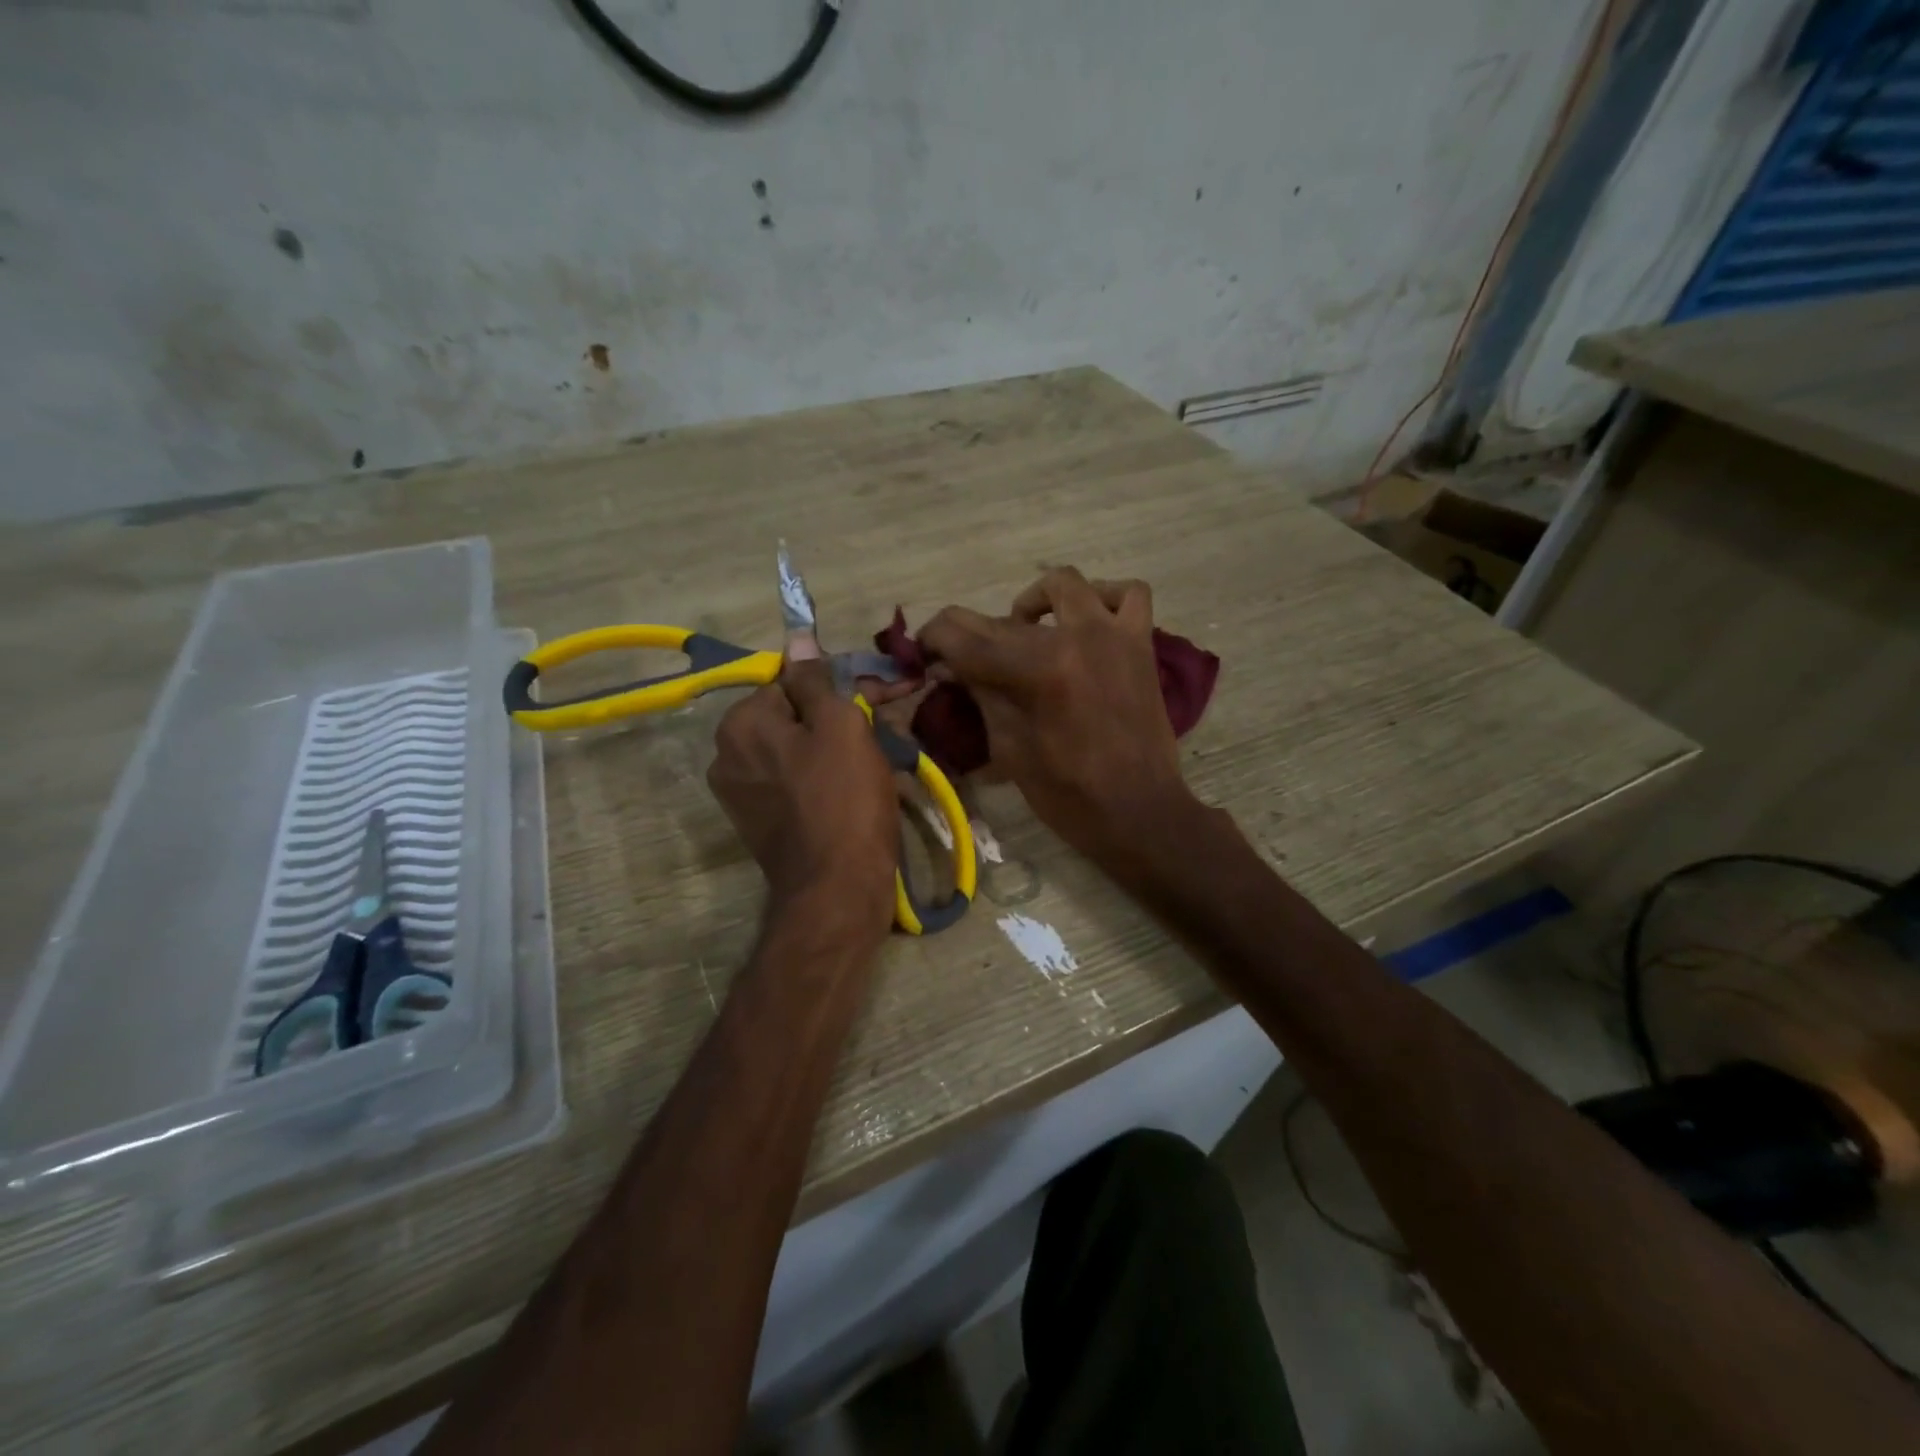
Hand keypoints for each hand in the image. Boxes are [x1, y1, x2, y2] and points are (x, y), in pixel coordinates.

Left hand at [707, 651, 898, 942]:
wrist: (837, 889)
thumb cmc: (844, 799)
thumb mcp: (839, 725)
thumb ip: (815, 679)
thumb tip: (797, 637)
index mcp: (740, 724)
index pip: (792, 681)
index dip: (838, 687)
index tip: (879, 697)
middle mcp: (727, 755)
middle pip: (792, 718)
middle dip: (838, 718)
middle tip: (885, 729)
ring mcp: (740, 794)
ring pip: (796, 752)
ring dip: (835, 749)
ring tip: (879, 762)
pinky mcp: (759, 824)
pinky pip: (794, 784)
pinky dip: (823, 780)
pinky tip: (857, 790)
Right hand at [918, 568, 1198, 865]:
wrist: (1139, 811)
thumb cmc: (1068, 794)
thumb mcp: (1009, 747)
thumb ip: (981, 696)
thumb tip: (947, 666)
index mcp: (1036, 670)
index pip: (964, 636)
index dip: (933, 639)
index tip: (921, 650)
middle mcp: (1074, 637)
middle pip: (1003, 617)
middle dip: (971, 634)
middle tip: (961, 659)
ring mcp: (1113, 634)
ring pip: (1065, 583)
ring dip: (1035, 601)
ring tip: (1026, 630)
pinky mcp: (1141, 643)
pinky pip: (1130, 594)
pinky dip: (1104, 597)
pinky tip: (1086, 622)